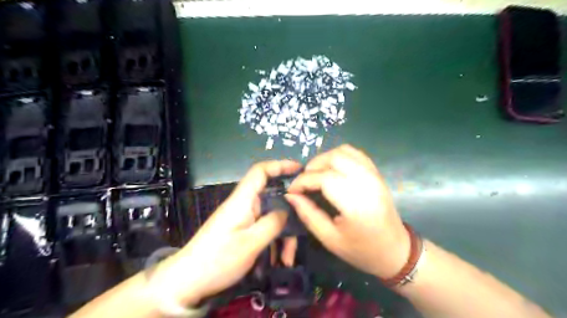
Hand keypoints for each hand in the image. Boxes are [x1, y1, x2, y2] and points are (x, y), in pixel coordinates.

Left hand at [152, 161, 303, 305]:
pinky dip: (273, 242)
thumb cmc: (218, 259)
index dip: (280, 165)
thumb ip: (272, 223)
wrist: (187, 281)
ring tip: (286, 259)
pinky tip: (277, 261)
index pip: (260, 171)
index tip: (299, 168)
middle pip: (272, 199)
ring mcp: (243, 219)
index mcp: (242, 200)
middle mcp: (244, 205)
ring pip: (270, 218)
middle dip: (289, 217)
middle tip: (300, 236)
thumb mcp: (251, 243)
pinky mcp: (241, 231)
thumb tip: (287, 209)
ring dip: (282, 236)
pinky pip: (263, 230)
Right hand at [286, 145, 409, 278]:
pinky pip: (355, 153)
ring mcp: (374, 174)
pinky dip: (339, 156)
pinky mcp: (377, 173)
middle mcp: (367, 182)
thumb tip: (291, 195)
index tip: (292, 191)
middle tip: (304, 183)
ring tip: (316, 175)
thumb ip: (308, 213)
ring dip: (325, 159)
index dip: (302, 181)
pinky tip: (332, 170)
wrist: (395, 251)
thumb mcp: (329, 238)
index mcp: (356, 203)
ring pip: (344, 151)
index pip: (323, 178)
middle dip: (312, 166)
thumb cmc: (361, 250)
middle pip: (333, 158)